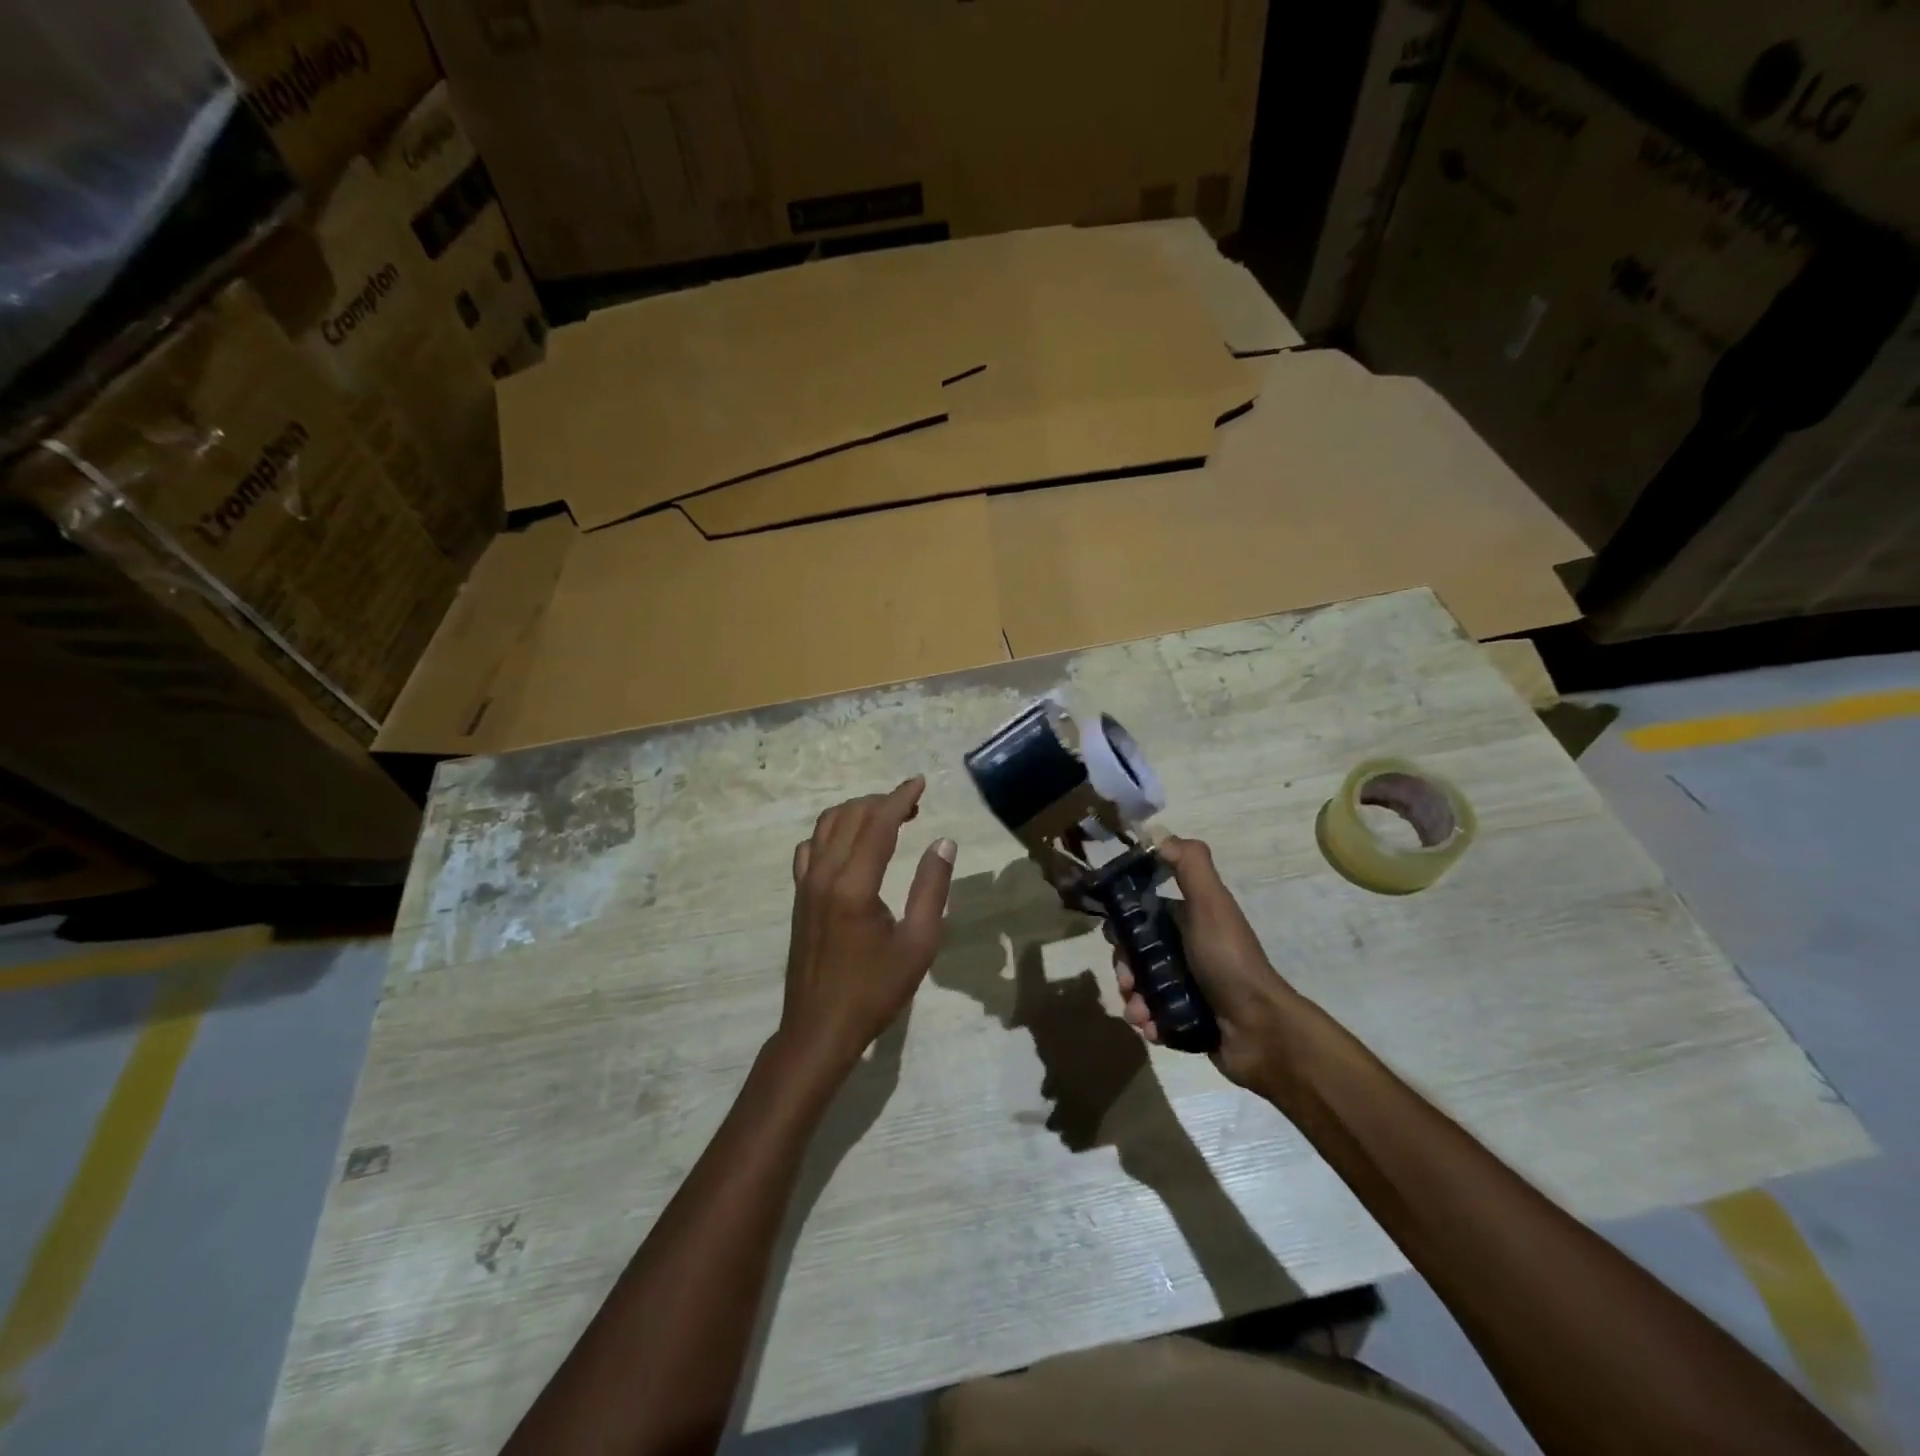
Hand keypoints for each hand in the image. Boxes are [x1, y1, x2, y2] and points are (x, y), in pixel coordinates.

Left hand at [778, 777, 956, 1076]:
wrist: (819, 1029)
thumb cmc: (875, 991)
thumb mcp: (918, 944)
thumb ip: (932, 889)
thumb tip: (943, 842)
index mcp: (855, 885)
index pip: (878, 824)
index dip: (901, 798)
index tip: (921, 782)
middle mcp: (825, 875)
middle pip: (850, 817)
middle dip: (882, 801)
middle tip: (913, 804)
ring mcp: (805, 885)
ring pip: (825, 827)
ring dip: (856, 812)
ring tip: (886, 817)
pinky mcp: (799, 897)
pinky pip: (810, 848)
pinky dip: (831, 832)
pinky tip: (848, 843)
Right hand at [1111, 836, 1301, 1090]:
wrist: (1261, 1031)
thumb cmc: (1229, 960)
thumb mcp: (1210, 903)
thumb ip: (1189, 865)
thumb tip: (1157, 834)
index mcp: (1190, 919)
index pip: (1142, 915)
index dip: (1124, 924)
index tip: (1116, 938)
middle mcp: (1187, 950)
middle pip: (1137, 953)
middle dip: (1125, 968)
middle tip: (1127, 983)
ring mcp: (1188, 987)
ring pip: (1141, 987)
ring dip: (1132, 999)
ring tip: (1139, 1013)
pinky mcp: (1187, 1020)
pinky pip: (1153, 1017)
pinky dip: (1146, 1021)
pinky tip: (1150, 1028)